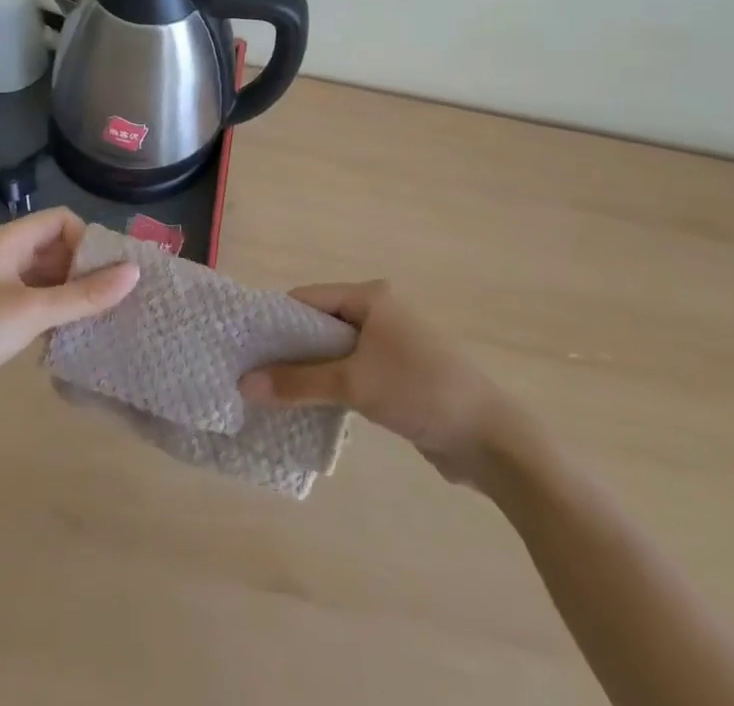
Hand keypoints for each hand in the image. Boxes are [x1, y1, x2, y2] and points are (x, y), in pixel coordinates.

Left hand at [0, 208, 137, 426]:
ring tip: (104, 316)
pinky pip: (36, 304)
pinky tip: (75, 334)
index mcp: (7, 241)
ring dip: (73, 293)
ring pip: (47, 278)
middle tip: (116, 296)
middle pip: (55, 248)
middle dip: (85, 268)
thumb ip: (84, 295)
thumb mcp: (32, 311)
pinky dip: (56, 313)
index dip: (87, 239)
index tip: (109, 271)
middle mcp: (3, 258)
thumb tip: (134, 273)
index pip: (60, 220)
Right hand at [240, 281, 508, 484]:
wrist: (489, 438)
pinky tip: (308, 407)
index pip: (309, 298)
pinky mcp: (397, 375)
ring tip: (272, 393)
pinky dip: (330, 386)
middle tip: (253, 374)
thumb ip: (298, 382)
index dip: (276, 320)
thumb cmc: (419, 391)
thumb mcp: (354, 384)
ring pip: (336, 351)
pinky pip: (352, 372)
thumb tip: (244, 384)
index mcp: (370, 297)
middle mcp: (379, 312)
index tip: (246, 347)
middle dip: (289, 348)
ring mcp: (390, 344)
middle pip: (321, 324)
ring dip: (309, 371)